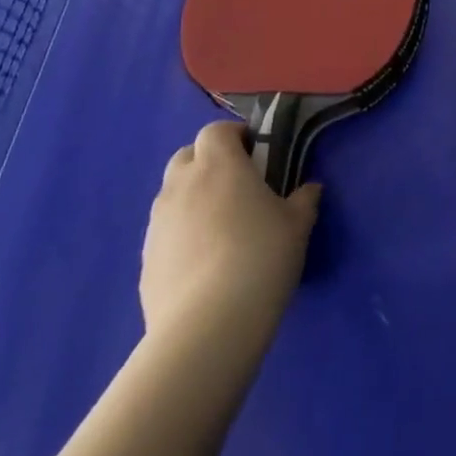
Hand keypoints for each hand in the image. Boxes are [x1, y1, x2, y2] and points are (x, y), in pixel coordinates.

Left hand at [142, 120, 320, 358]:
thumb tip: (309, 189)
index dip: (234, 137)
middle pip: (187, 156)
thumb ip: (304, 200)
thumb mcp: (298, 225)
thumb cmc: (261, 257)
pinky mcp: (145, 260)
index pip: (216, 130)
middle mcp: (182, 185)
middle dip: (208, 163)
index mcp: (219, 165)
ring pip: (172, 195)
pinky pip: (165, 233)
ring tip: (221, 228)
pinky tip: (205, 264)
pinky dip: (182, 235)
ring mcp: (158, 224)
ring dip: (193, 199)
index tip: (256, 154)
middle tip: (238, 186)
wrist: (208, 325)